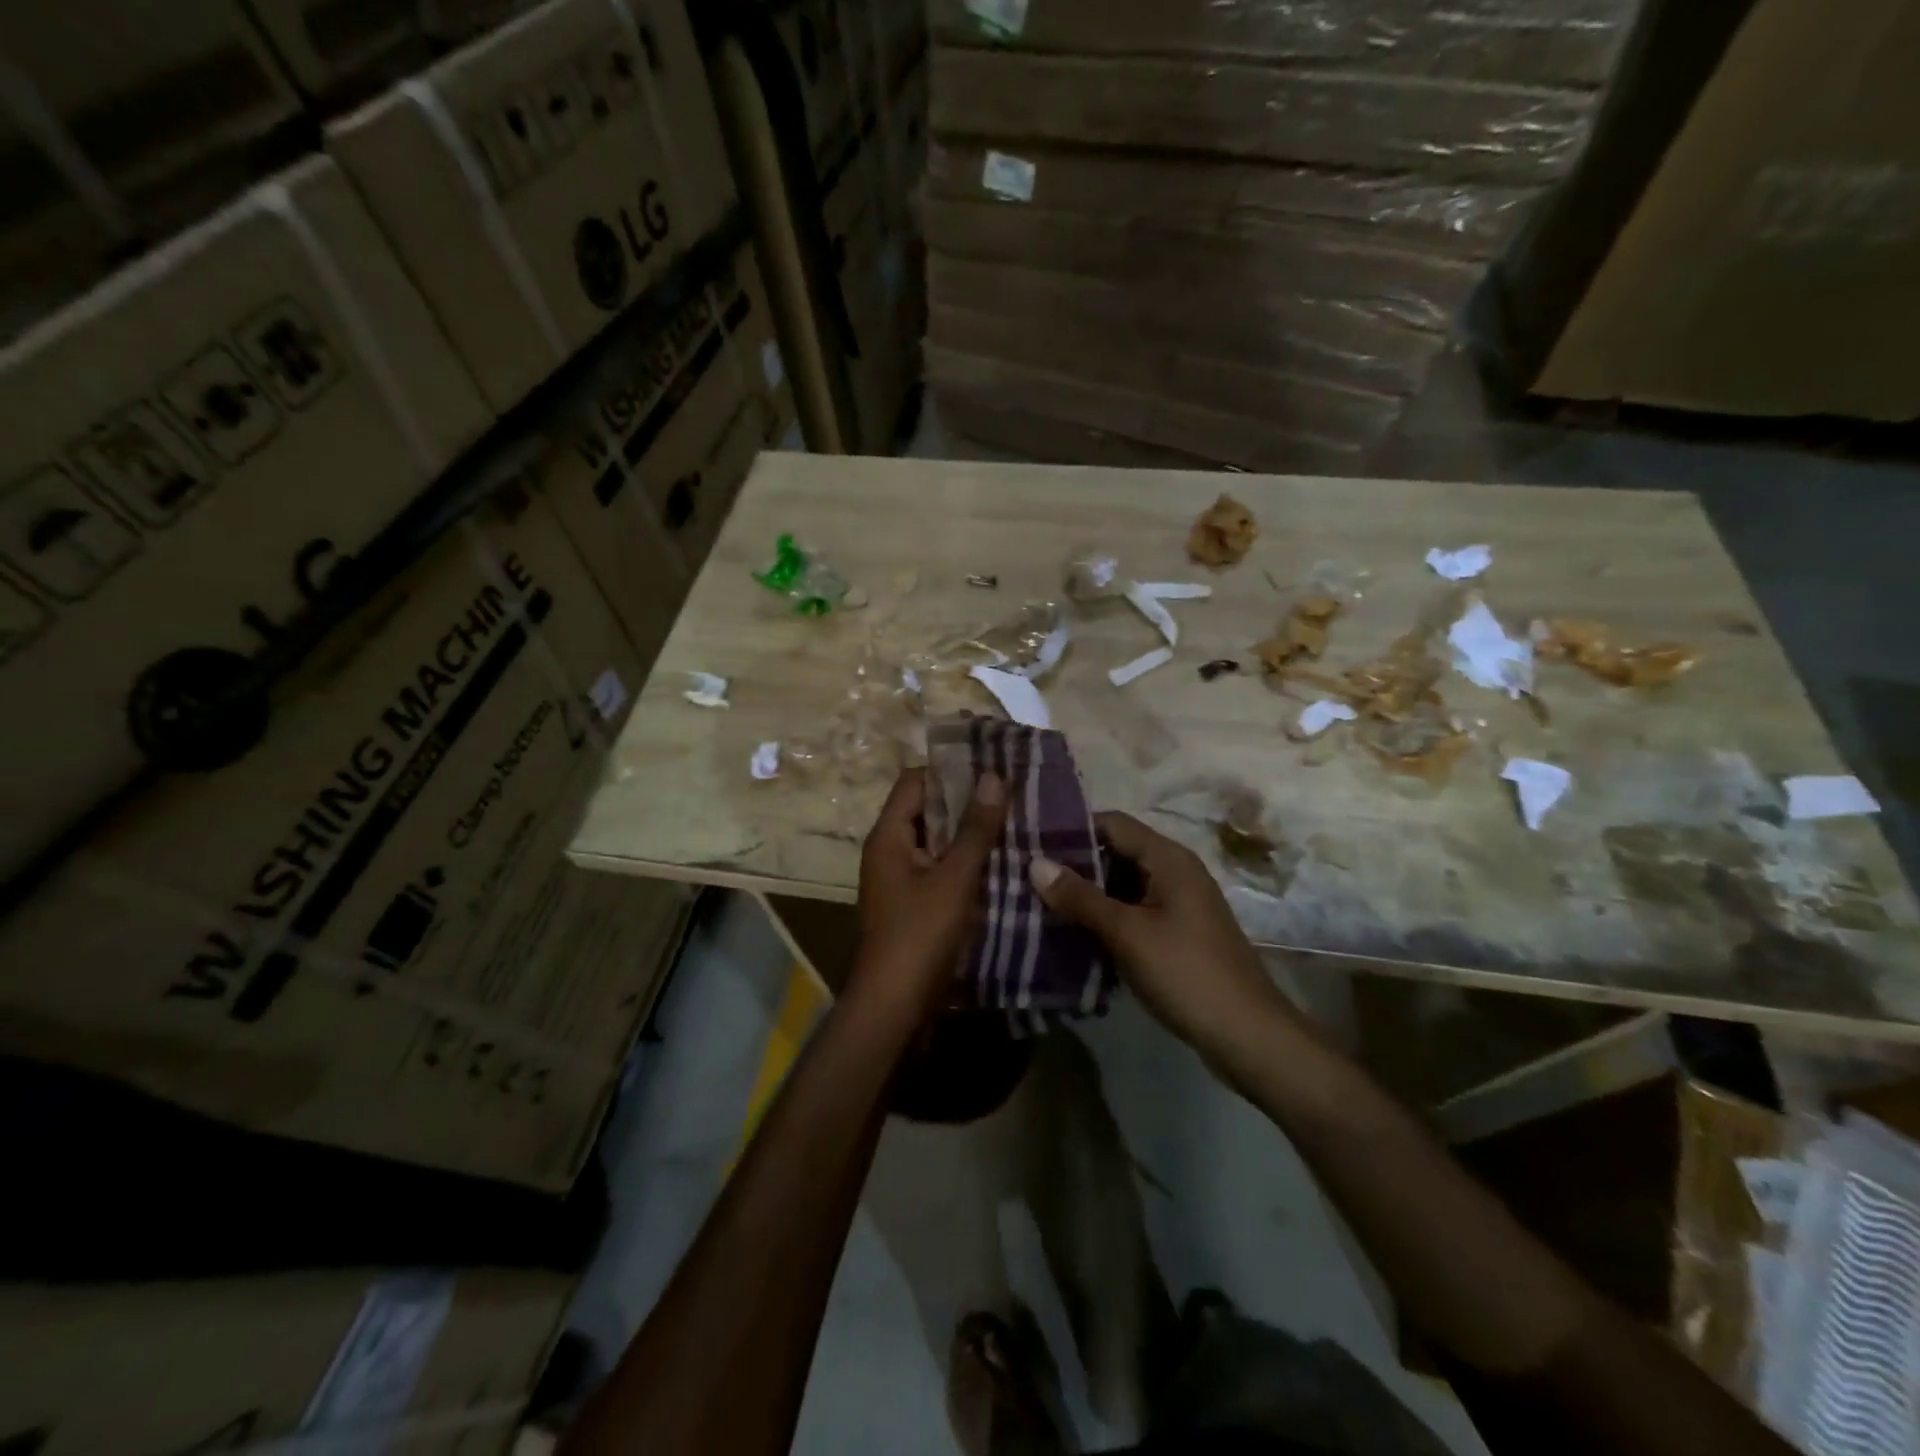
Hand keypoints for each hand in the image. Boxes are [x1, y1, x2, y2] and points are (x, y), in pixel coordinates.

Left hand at [852, 768, 1005, 1019]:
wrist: (894, 1009)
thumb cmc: (919, 936)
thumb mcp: (953, 879)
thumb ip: (975, 830)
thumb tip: (993, 776)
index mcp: (888, 837)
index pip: (915, 782)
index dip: (951, 770)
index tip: (992, 766)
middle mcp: (891, 852)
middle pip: (928, 811)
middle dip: (968, 802)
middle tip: (1014, 793)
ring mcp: (903, 881)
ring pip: (939, 843)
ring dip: (972, 835)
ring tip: (1018, 823)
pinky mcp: (917, 907)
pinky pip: (943, 872)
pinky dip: (968, 865)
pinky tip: (1005, 864)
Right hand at [1028, 813, 1281, 1055]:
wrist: (1248, 1035)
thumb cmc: (1186, 973)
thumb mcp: (1127, 933)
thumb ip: (1081, 897)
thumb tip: (1035, 863)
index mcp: (1168, 858)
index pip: (1111, 823)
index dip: (1071, 829)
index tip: (1030, 843)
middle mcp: (1175, 871)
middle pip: (1116, 852)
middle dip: (1073, 864)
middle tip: (1027, 877)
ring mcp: (1178, 903)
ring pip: (1122, 884)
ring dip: (1087, 894)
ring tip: (1039, 903)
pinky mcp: (1177, 932)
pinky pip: (1133, 911)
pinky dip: (1105, 917)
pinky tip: (1073, 933)